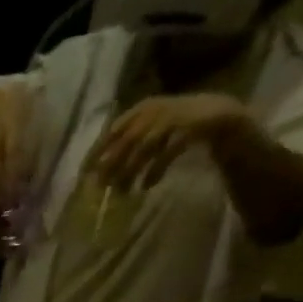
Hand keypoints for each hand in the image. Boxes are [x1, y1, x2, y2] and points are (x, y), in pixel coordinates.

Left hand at [90, 93, 249, 191]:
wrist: (218, 116)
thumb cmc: (175, 129)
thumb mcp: (147, 134)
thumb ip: (125, 148)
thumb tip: (99, 175)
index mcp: (141, 109)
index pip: (112, 130)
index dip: (97, 151)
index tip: (85, 173)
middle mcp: (155, 110)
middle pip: (126, 139)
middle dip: (112, 164)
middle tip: (102, 186)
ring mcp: (173, 117)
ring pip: (145, 147)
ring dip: (130, 171)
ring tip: (123, 192)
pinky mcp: (190, 128)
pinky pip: (168, 152)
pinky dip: (155, 170)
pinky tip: (147, 185)